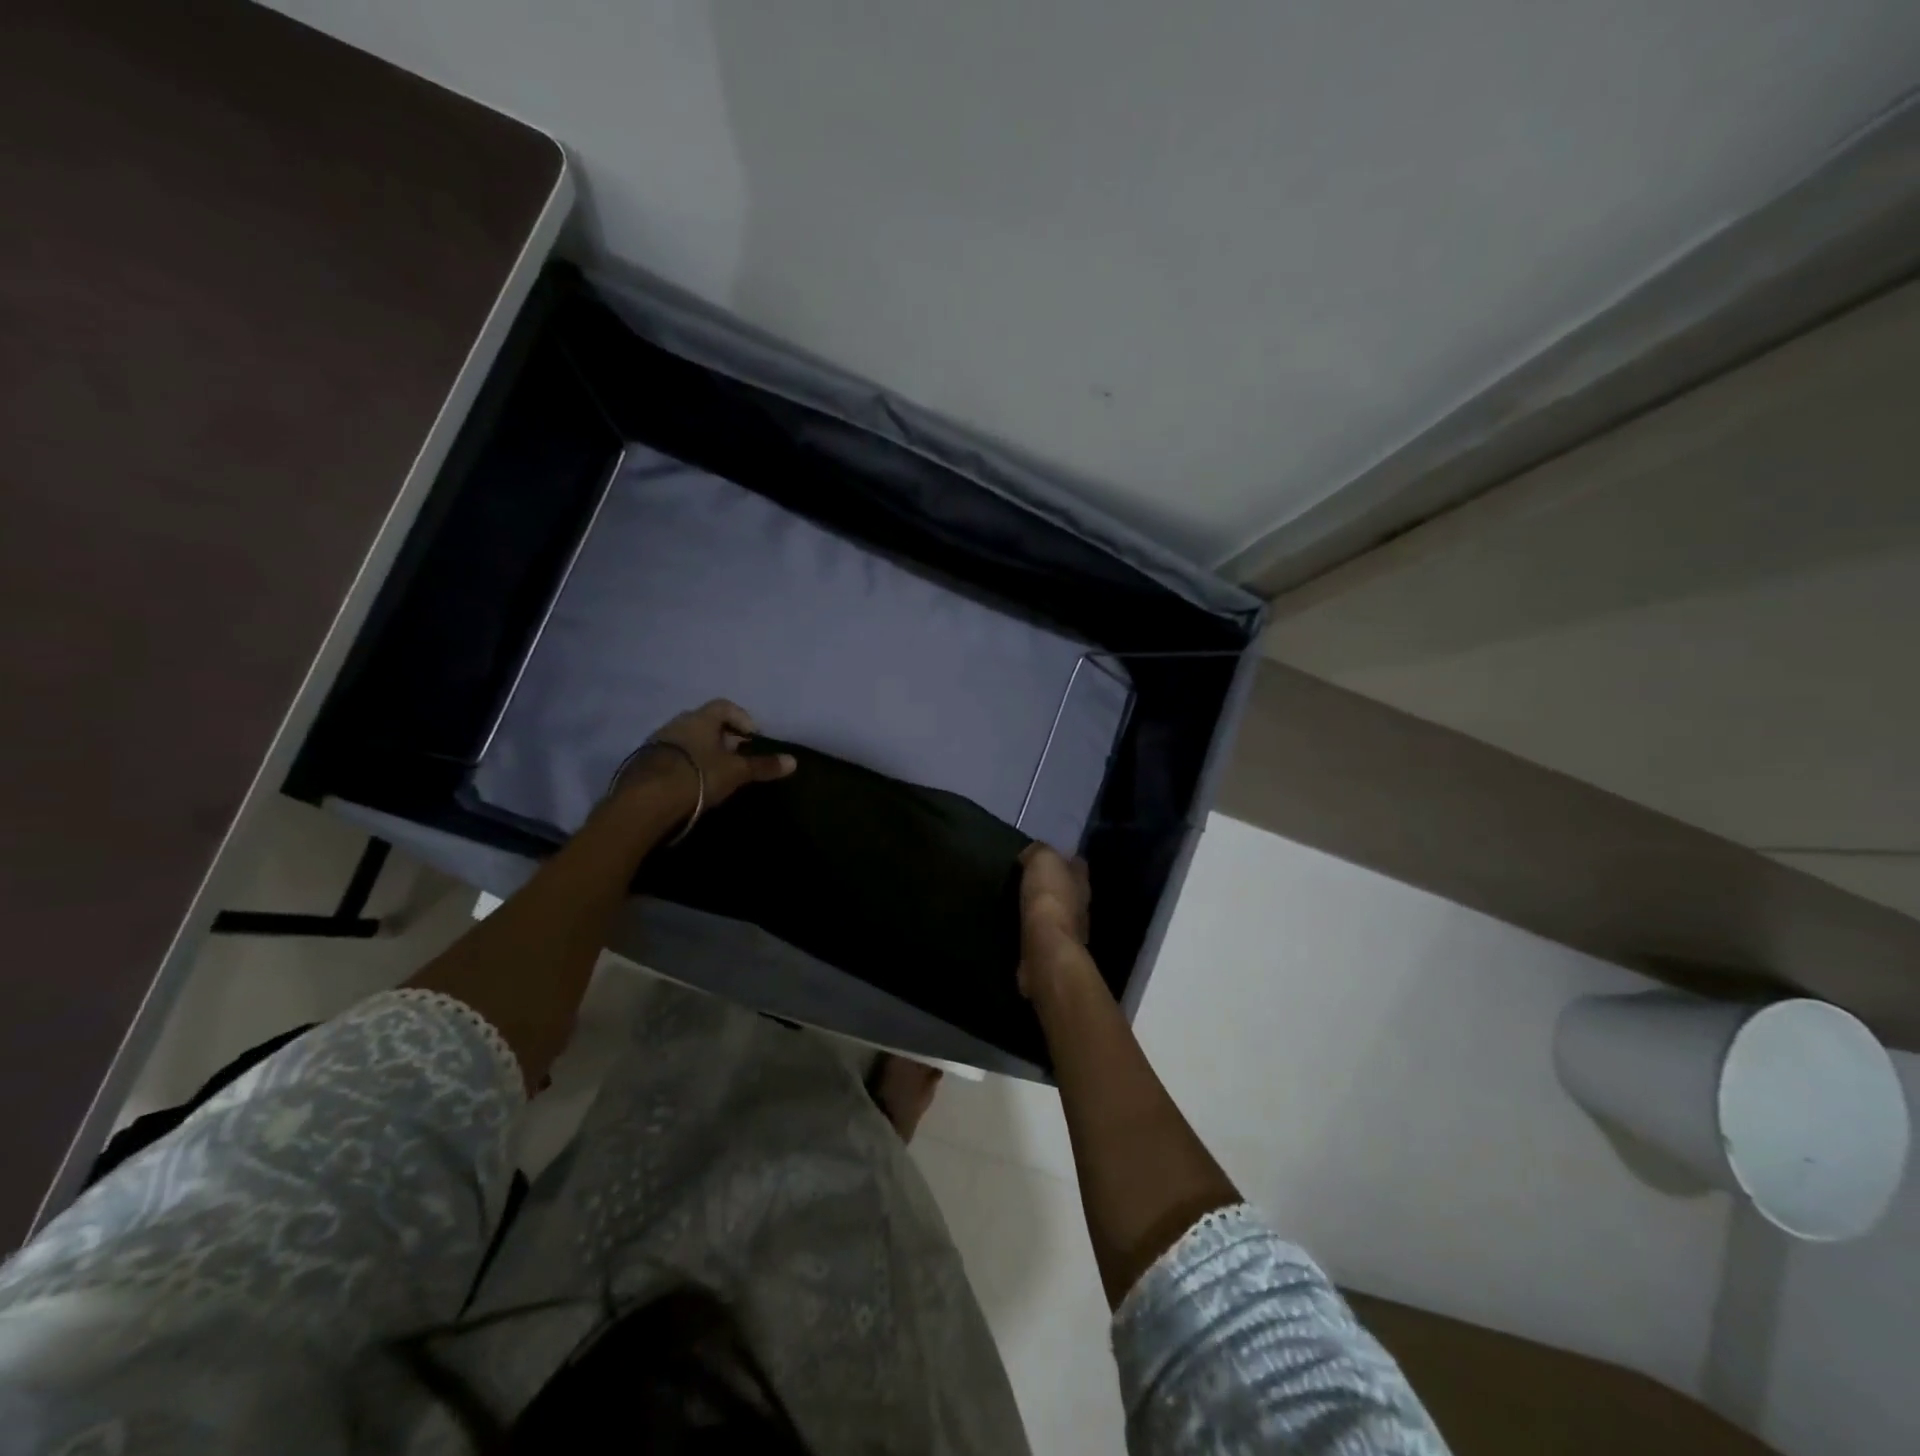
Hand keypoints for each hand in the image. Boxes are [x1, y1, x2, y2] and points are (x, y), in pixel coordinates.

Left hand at [621, 699, 796, 811]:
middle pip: (705, 722)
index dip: (742, 719)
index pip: (725, 706)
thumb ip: (762, 766)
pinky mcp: (643, 762)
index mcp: (701, 718)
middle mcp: (678, 722)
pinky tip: (692, 783)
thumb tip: (794, 761)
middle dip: (723, 736)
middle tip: (736, 756)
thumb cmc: (698, 776)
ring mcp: (657, 741)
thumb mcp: (736, 772)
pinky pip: (671, 755)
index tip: (752, 738)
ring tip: (715, 772)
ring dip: (702, 750)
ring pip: (687, 739)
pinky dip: (685, 763)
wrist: (647, 799)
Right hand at [1017, 843, 1094, 1000]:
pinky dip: (1032, 929)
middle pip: (1068, 889)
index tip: (1043, 855)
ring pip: (1055, 913)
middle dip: (1052, 884)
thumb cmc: (1049, 897)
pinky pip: (1041, 933)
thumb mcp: (1042, 859)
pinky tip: (1017, 924)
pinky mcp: (1052, 950)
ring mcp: (1068, 931)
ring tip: (1017, 901)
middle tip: (1026, 878)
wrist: (1045, 947)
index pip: (1077, 864)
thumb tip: (1032, 854)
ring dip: (1041, 908)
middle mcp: (1080, 905)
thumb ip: (1039, 851)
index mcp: (1081, 881)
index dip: (1063, 857)